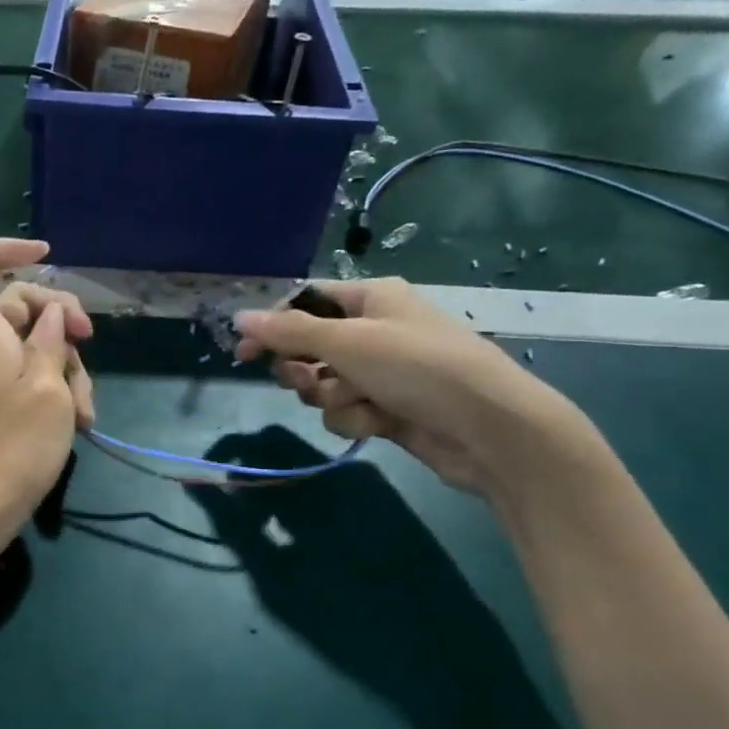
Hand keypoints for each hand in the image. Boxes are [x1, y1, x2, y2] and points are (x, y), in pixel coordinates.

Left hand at [0, 239, 93, 562]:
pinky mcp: (5, 409)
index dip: (6, 250)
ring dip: (70, 371)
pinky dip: (61, 396)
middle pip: (23, 308)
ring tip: (83, 412)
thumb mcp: (47, 387)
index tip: (47, 253)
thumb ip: (52, 342)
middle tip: (89, 344)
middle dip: (63, 323)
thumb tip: (54, 314)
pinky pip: (37, 383)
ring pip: (39, 350)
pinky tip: (79, 424)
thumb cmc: (11, 447)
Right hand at [233, 278, 594, 501]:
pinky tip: (381, 423)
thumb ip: (289, 332)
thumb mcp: (349, 342)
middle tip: (312, 380)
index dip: (273, 328)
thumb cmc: (418, 367)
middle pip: (308, 348)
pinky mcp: (387, 408)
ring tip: (363, 402)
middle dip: (306, 370)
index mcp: (370, 299)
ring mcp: (381, 373)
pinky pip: (346, 411)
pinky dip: (356, 419)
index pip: (305, 304)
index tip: (244, 355)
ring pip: (324, 386)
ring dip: (335, 399)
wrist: (488, 429)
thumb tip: (239, 316)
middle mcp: (373, 331)